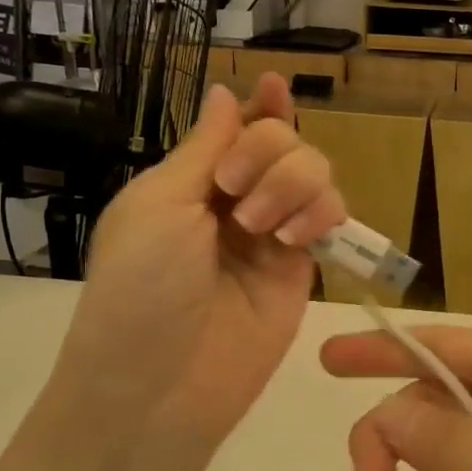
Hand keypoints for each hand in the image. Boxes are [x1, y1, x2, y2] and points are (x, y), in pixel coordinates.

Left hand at [45, 74, 344, 459]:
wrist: (160, 384)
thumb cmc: (140, 286)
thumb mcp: (159, 204)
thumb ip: (203, 146)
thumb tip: (227, 92)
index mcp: (191, 181)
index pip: (236, 129)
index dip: (260, 106)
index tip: (275, 86)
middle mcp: (237, 201)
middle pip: (284, 141)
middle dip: (268, 150)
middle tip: (233, 188)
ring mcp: (274, 234)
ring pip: (315, 173)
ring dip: (292, 182)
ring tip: (260, 226)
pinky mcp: (304, 268)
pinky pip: (331, 217)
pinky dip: (321, 212)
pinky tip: (294, 236)